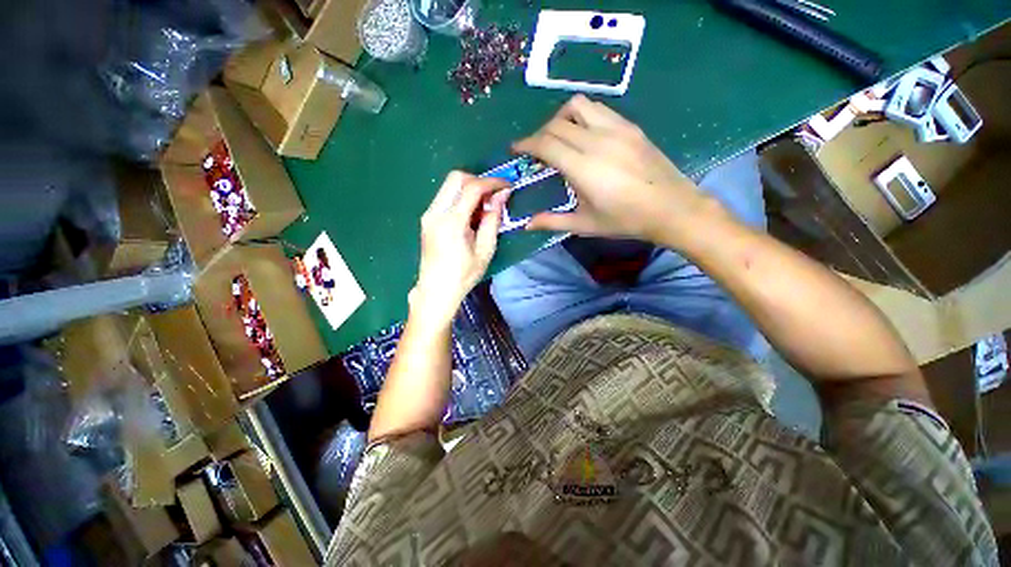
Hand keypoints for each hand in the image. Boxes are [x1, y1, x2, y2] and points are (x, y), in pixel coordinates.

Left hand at [411, 172, 509, 323]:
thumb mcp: (485, 250)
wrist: (436, 290)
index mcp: (451, 222)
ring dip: (469, 188)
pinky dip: (460, 197)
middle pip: (456, 177)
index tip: (507, 186)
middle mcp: (436, 212)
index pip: (472, 187)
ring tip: (484, 206)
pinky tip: (471, 214)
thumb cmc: (463, 275)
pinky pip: (445, 197)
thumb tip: (502, 196)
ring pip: (449, 185)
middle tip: (494, 195)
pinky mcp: (427, 218)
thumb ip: (492, 220)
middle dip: (478, 180)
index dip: (492, 182)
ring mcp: (428, 214)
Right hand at [514, 95, 719, 244]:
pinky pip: (599, 109)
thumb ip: (552, 221)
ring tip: (560, 138)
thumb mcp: (585, 224)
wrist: (671, 208)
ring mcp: (616, 129)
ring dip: (561, 118)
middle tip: (536, 151)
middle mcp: (597, 141)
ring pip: (578, 105)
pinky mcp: (630, 126)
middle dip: (539, 133)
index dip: (526, 143)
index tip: (516, 149)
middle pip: (557, 123)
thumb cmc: (625, 220)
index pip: (546, 143)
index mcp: (584, 168)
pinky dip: (582, 116)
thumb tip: (526, 225)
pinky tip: (585, 136)